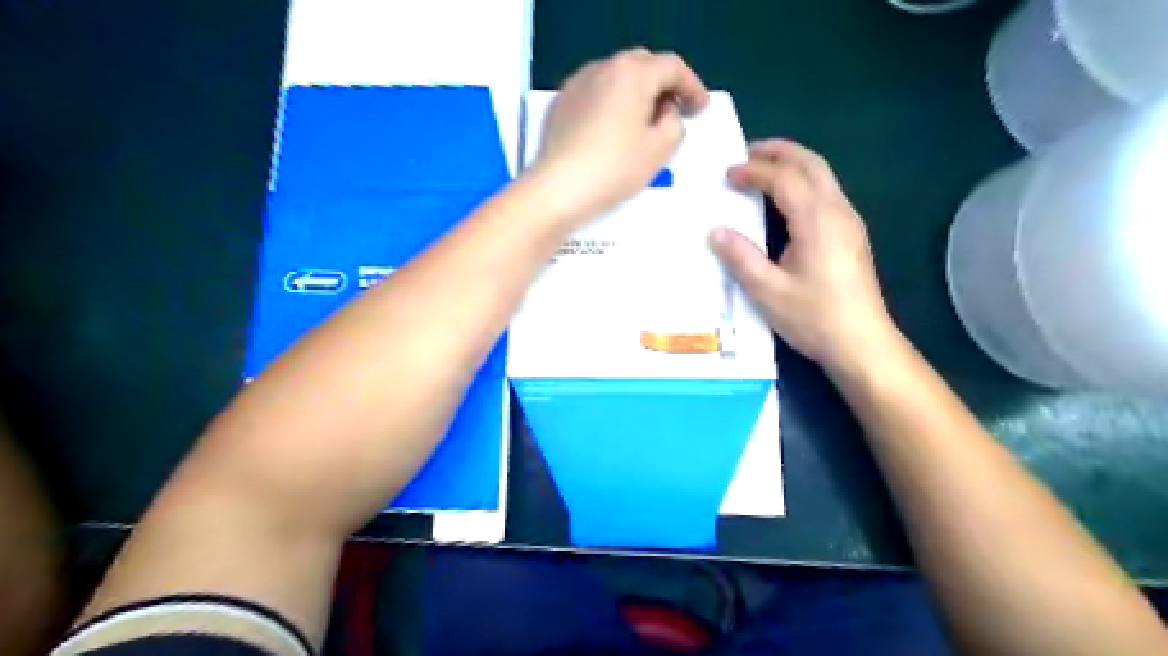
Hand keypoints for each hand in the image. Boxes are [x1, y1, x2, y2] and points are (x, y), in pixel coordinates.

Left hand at [530, 46, 711, 222]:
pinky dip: (612, 103)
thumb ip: (675, 124)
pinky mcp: (561, 104)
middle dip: (663, 85)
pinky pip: (595, 93)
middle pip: (642, 65)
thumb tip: (666, 112)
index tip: (700, 110)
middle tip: (675, 112)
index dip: (692, 87)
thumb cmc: (615, 169)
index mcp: (632, 73)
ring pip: (616, 77)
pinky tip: (613, 129)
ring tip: (644, 122)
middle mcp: (603, 68)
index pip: (672, 67)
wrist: (558, 190)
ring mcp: (577, 84)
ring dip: (636, 93)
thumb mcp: (659, 150)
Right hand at [702, 137, 901, 370]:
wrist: (862, 343)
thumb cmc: (813, 317)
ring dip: (793, 164)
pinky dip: (803, 182)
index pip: (784, 179)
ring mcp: (849, 222)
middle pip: (811, 164)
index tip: (728, 175)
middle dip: (779, 152)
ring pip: (823, 176)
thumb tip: (716, 231)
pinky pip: (826, 193)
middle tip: (748, 152)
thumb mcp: (768, 291)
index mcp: (816, 220)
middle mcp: (837, 211)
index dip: (754, 171)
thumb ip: (741, 257)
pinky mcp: (851, 235)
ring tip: (764, 169)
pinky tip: (786, 199)